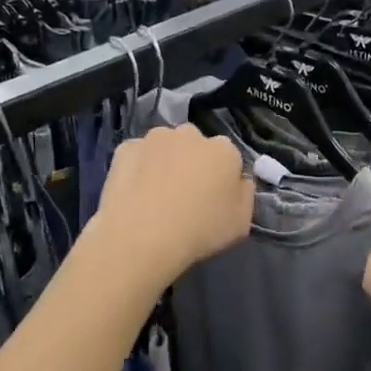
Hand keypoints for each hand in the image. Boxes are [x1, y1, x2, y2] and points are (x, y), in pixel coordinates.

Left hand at [89, 125, 253, 287]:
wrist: (142, 236)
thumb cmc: (200, 231)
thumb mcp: (241, 223)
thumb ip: (245, 194)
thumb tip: (239, 181)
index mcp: (224, 150)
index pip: (228, 157)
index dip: (221, 178)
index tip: (213, 199)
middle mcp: (190, 134)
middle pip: (196, 145)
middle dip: (192, 163)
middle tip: (184, 195)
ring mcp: (155, 138)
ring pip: (165, 146)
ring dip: (164, 161)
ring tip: (155, 195)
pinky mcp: (125, 148)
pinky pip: (138, 155)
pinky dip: (138, 168)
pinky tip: (134, 193)